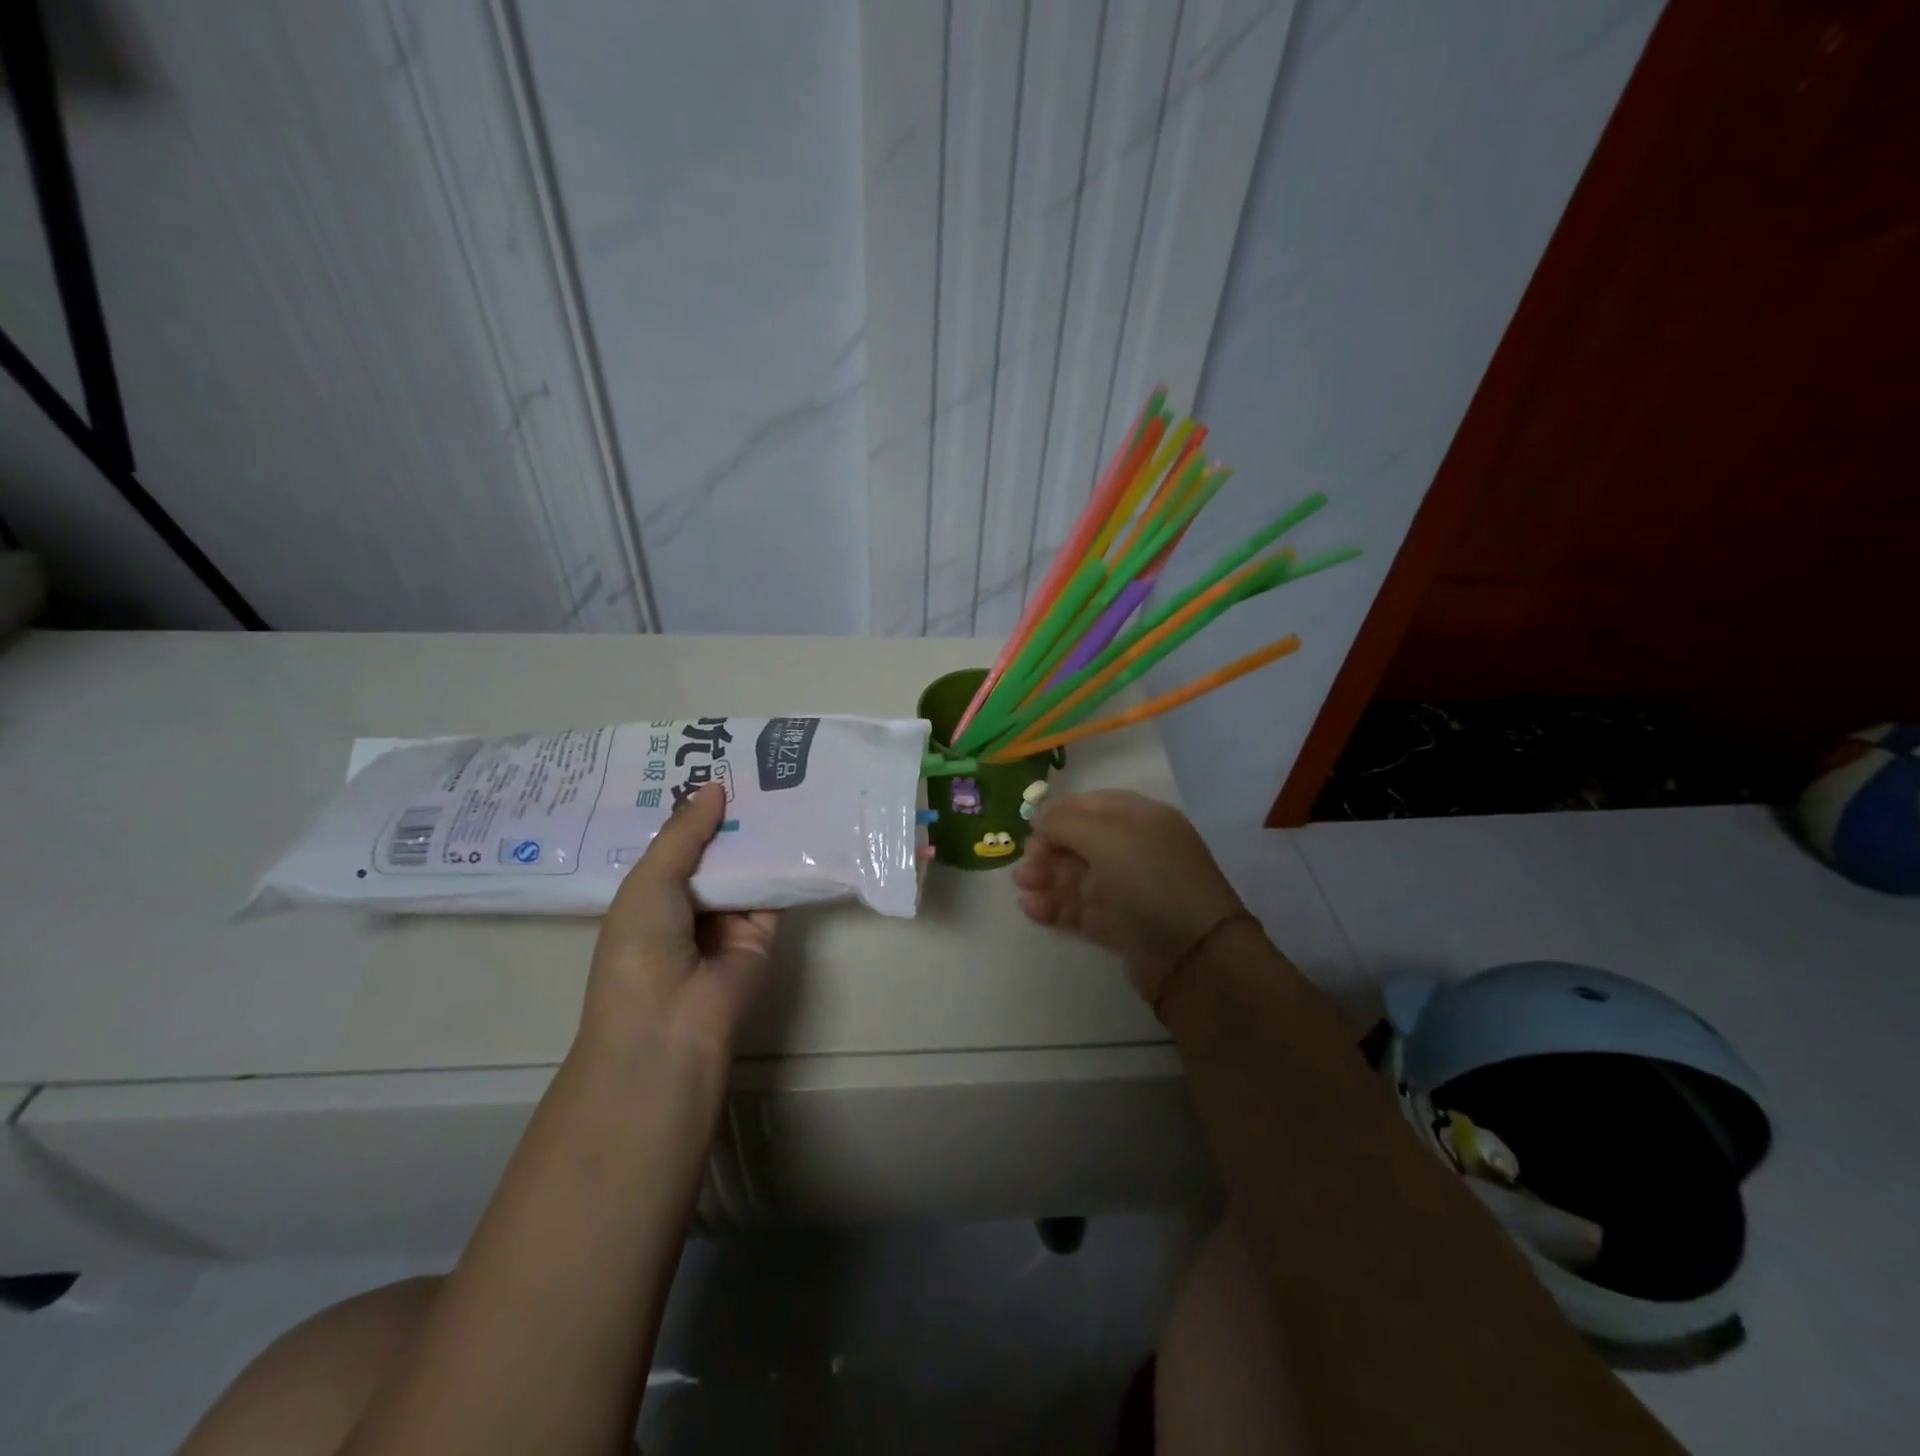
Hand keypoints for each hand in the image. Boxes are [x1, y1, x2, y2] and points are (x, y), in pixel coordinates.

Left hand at [577, 783, 778, 1064]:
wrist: (671, 1021)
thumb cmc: (640, 946)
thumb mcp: (650, 880)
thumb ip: (684, 833)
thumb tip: (714, 786)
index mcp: (651, 893)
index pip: (675, 842)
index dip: (691, 808)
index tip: (712, 764)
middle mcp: (689, 902)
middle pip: (714, 850)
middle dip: (730, 814)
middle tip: (754, 763)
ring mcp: (728, 917)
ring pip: (747, 865)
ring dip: (760, 832)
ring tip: (781, 780)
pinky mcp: (763, 930)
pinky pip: (775, 889)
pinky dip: (786, 862)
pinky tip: (800, 822)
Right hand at [1013, 790, 1245, 1010]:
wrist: (1195, 956)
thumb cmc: (1150, 880)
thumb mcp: (1106, 838)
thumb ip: (1065, 823)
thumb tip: (1039, 814)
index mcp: (1141, 819)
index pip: (1092, 806)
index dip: (1059, 814)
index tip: (1030, 829)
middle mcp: (1136, 850)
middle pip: (1081, 843)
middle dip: (1048, 852)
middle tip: (1024, 868)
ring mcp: (1129, 890)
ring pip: (1078, 879)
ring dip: (1047, 881)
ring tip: (1022, 890)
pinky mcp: (1122, 927)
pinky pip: (1083, 910)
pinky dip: (1057, 908)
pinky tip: (1032, 910)